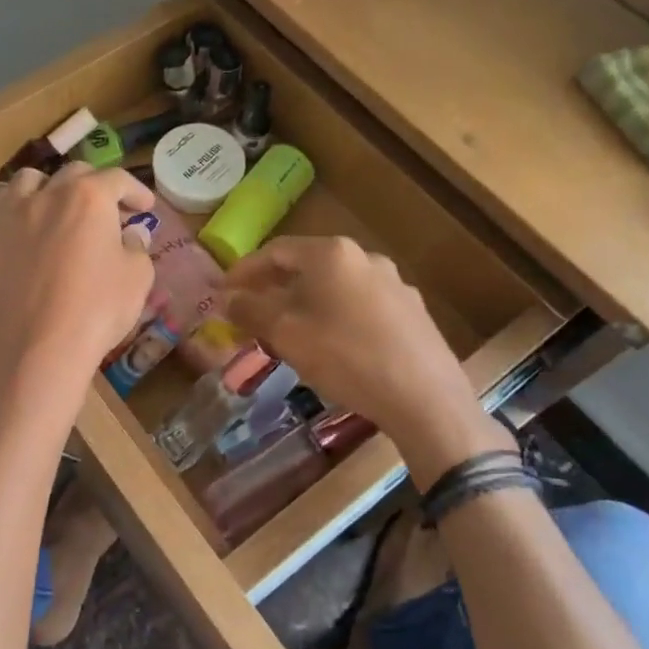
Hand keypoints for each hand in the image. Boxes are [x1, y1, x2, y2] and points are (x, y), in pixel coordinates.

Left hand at [0, 163, 154, 386]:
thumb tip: (129, 235)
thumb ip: (136, 247)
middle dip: (95, 186)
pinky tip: (28, 234)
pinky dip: (20, 212)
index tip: (144, 208)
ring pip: (29, 181)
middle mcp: (47, 195)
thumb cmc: (95, 310)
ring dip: (49, 187)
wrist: (35, 349)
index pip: (117, 179)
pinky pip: (2, 211)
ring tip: (58, 209)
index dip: (136, 190)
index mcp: (88, 197)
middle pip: (73, 174)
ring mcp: (11, 216)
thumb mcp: (137, 278)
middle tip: (107, 211)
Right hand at [222, 236, 506, 472]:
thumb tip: (226, 297)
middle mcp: (365, 257)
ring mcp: (394, 284)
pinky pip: (360, 306)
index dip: (244, 271)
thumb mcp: (286, 333)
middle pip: (306, 267)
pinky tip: (332, 346)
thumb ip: (251, 309)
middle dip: (274, 289)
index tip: (223, 292)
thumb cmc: (345, 356)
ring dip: (305, 304)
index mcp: (331, 253)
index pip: (275, 251)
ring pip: (335, 288)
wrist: (424, 397)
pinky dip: (335, 317)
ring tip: (289, 333)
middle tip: (251, 314)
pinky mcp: (412, 312)